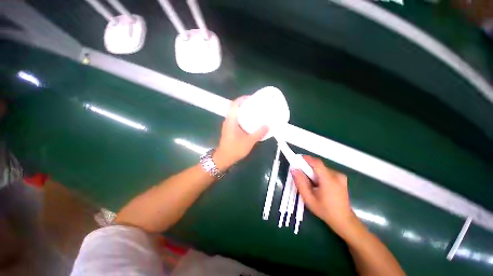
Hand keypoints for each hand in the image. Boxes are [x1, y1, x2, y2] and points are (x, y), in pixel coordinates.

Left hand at [213, 97, 268, 169]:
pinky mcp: (230, 129)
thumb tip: (268, 125)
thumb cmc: (235, 149)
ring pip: (236, 113)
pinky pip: (237, 119)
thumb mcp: (249, 141)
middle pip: (236, 107)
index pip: (234, 104)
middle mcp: (228, 120)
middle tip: (257, 104)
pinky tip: (251, 122)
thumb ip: (259, 133)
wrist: (224, 158)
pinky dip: (244, 117)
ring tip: (256, 111)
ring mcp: (229, 125)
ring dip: (245, 111)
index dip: (242, 99)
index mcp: (231, 120)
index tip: (252, 98)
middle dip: (246, 104)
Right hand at [292, 156, 358, 236]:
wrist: (344, 220)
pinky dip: (320, 175)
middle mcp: (337, 175)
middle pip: (318, 166)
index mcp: (329, 180)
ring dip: (314, 172)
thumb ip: (300, 183)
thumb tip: (293, 169)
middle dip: (308, 168)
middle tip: (301, 175)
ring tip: (310, 183)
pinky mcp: (342, 178)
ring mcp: (341, 176)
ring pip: (322, 169)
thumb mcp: (308, 198)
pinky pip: (327, 172)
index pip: (316, 163)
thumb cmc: (325, 210)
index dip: (306, 159)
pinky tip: (319, 185)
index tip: (297, 159)